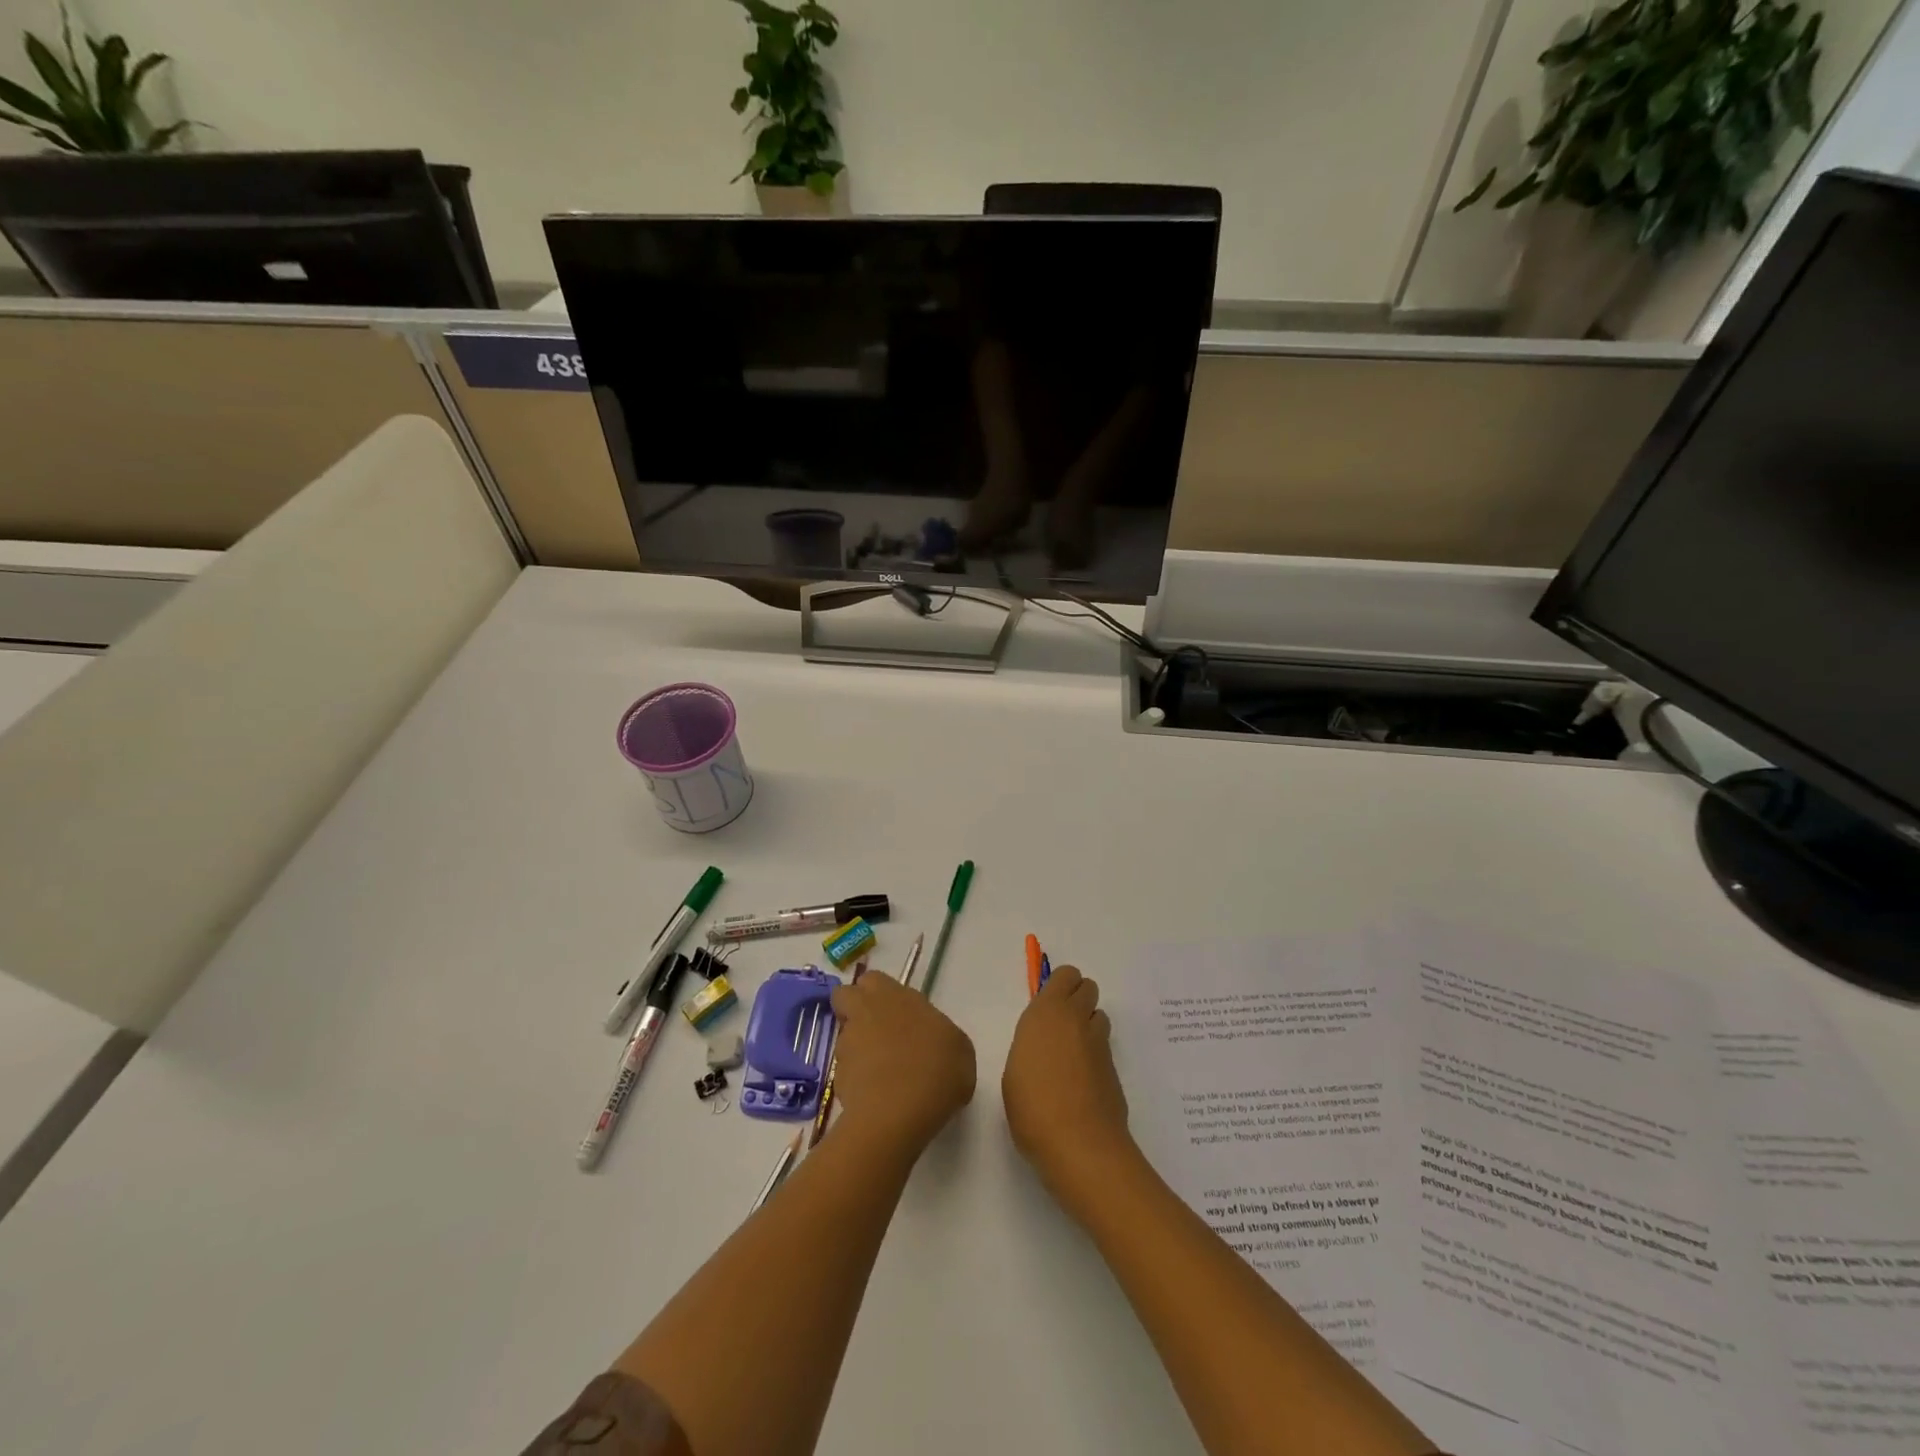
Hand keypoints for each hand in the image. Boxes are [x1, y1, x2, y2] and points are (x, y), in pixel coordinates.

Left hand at [829, 971, 975, 1153]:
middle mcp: (866, 1012)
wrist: (898, 1114)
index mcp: (895, 996)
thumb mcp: (960, 1050)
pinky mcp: (837, 1076)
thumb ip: (942, 1036)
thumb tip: (933, 1042)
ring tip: (881, 1071)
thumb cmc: (936, 1071)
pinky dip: (857, 1077)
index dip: (880, 993)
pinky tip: (877, 1094)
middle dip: (854, 1006)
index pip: (875, 980)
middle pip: (845, 996)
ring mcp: (848, 1044)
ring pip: (844, 1034)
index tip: (896, 1011)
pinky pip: (845, 1069)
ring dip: (857, 1045)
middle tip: (875, 1028)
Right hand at [1002, 964, 1132, 1213]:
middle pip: (1088, 988)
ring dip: (1087, 1026)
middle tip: (1059, 1027)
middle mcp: (1077, 1020)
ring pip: (1098, 1017)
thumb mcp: (1014, 1070)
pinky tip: (1080, 1085)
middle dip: (1077, 999)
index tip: (1046, 1007)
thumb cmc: (1032, 1106)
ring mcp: (1100, 1045)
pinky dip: (1093, 1057)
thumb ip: (1030, 1045)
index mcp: (1048, 1013)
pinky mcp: (1114, 1070)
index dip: (1059, 986)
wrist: (1079, 1145)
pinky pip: (1103, 1048)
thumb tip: (1043, 1046)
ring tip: (1070, 1056)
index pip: (1066, 975)